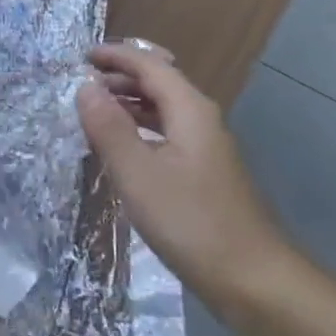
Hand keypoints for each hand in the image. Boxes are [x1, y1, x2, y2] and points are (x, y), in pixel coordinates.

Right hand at [76, 42, 290, 302]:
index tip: (81, 56)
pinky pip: (167, 134)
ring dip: (130, 103)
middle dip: (121, 77)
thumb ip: (109, 127)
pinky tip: (123, 150)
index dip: (115, 56)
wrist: (254, 279)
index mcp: (190, 110)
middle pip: (159, 83)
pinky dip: (141, 129)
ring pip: (164, 110)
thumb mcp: (138, 174)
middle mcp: (202, 120)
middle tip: (82, 84)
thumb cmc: (191, 222)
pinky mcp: (205, 173)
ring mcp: (207, 148)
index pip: (150, 65)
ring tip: (95, 111)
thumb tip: (85, 87)